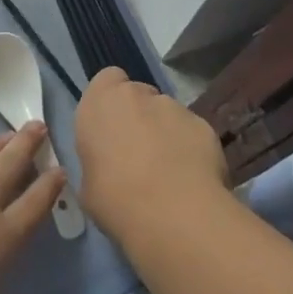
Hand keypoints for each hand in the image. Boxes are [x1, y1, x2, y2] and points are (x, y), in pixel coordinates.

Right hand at [74, 68, 228, 247]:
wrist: (173, 214)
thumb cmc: (115, 199)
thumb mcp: (88, 185)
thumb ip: (98, 161)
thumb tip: (109, 167)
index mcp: (99, 103)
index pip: (107, 79)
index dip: (112, 100)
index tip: (113, 128)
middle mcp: (136, 95)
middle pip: (139, 95)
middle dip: (140, 116)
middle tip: (140, 152)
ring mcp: (173, 107)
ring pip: (167, 113)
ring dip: (166, 132)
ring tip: (170, 171)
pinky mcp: (204, 124)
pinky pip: (192, 132)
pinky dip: (191, 148)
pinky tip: (192, 178)